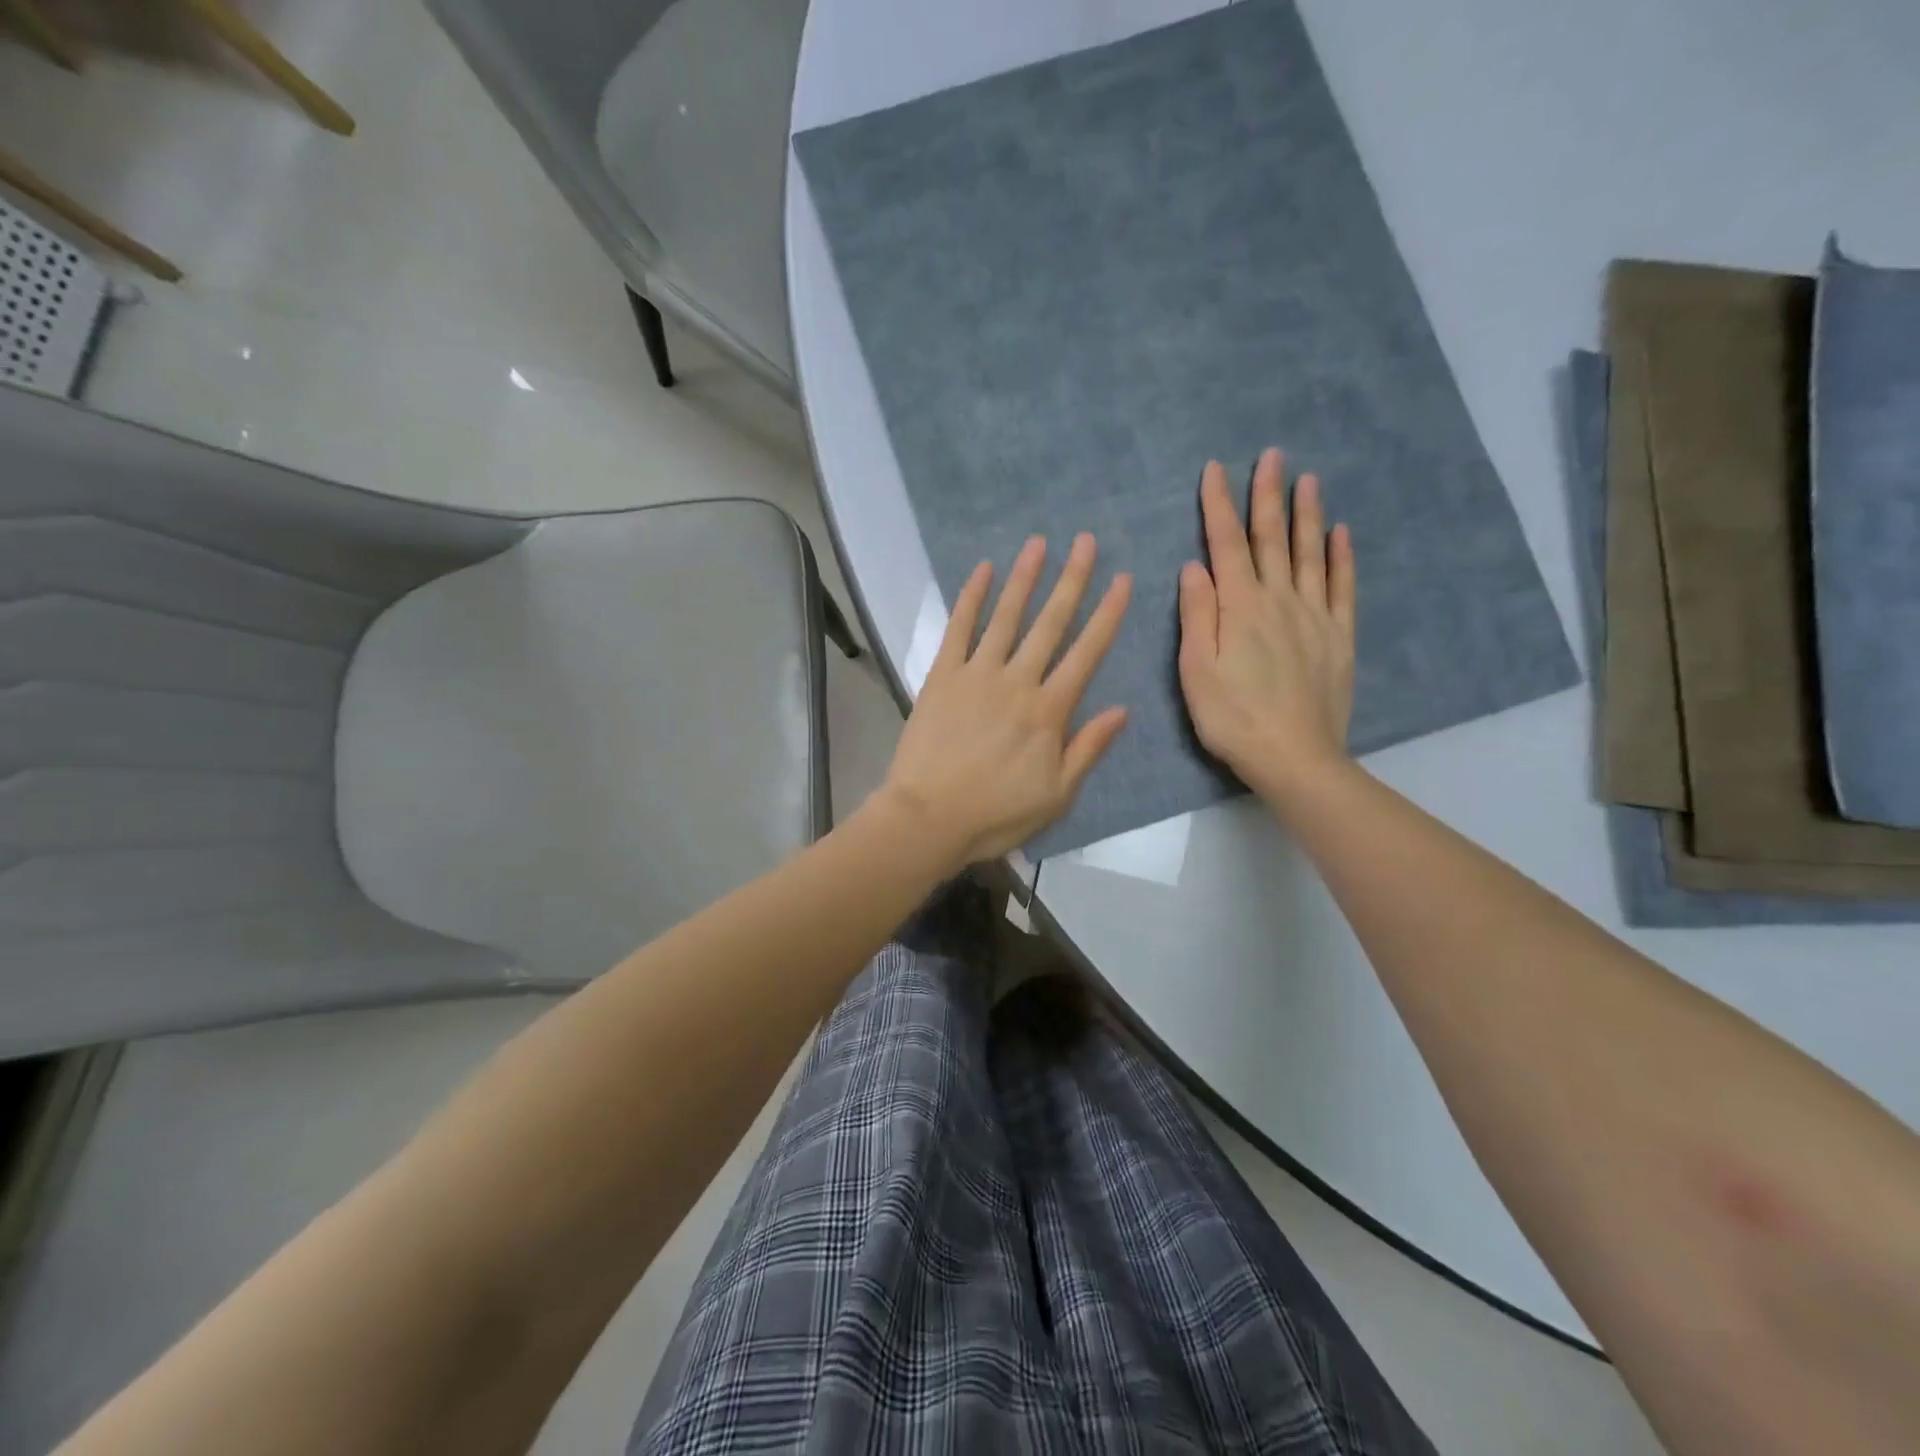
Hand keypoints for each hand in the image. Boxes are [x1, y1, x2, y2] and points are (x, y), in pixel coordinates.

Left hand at [877, 533, 1131, 869]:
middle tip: (1085, 541)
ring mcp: (977, 674)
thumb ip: (1088, 748)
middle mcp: (1018, 681)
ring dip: (1024, 578)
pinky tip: (982, 570)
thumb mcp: (1057, 795)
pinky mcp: (942, 676)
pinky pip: (958, 629)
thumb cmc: (996, 813)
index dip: (1108, 615)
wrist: (928, 817)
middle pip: (1051, 623)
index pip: (1087, 653)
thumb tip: (1121, 710)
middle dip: (1072, 580)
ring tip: (1038, 543)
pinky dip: (971, 598)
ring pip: (1006, 617)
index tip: (1123, 579)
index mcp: (1050, 711)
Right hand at [1178, 449, 1355, 802]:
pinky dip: (1342, 557)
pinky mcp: (1339, 637)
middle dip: (1267, 495)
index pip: (1224, 545)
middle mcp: (1279, 600)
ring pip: (1310, 554)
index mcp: (1239, 607)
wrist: (1294, 756)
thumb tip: (1194, 567)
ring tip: (1307, 479)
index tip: (1215, 469)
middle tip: (1271, 456)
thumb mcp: (1196, 670)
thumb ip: (1197, 615)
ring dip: (1307, 515)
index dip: (1218, 505)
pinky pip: (1342, 587)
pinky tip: (1342, 533)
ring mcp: (1314, 616)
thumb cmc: (1232, 717)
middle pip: (1271, 539)